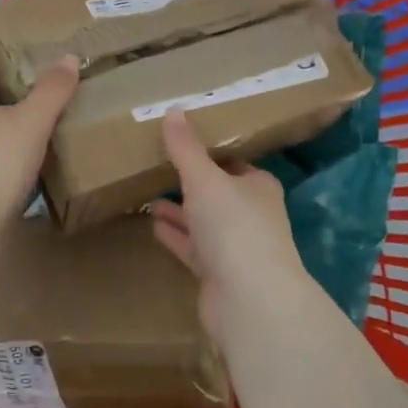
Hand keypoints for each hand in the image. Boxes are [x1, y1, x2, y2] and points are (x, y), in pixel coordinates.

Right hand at [150, 108, 314, 338]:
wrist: (248, 298)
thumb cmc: (233, 225)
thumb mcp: (204, 178)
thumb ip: (186, 147)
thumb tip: (172, 109)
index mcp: (258, 187)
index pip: (234, 164)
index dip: (210, 155)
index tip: (182, 145)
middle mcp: (252, 215)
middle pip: (218, 195)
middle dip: (191, 185)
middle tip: (159, 169)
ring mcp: (237, 248)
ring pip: (204, 223)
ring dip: (180, 212)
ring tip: (149, 198)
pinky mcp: (219, 276)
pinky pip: (193, 249)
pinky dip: (176, 237)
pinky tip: (154, 227)